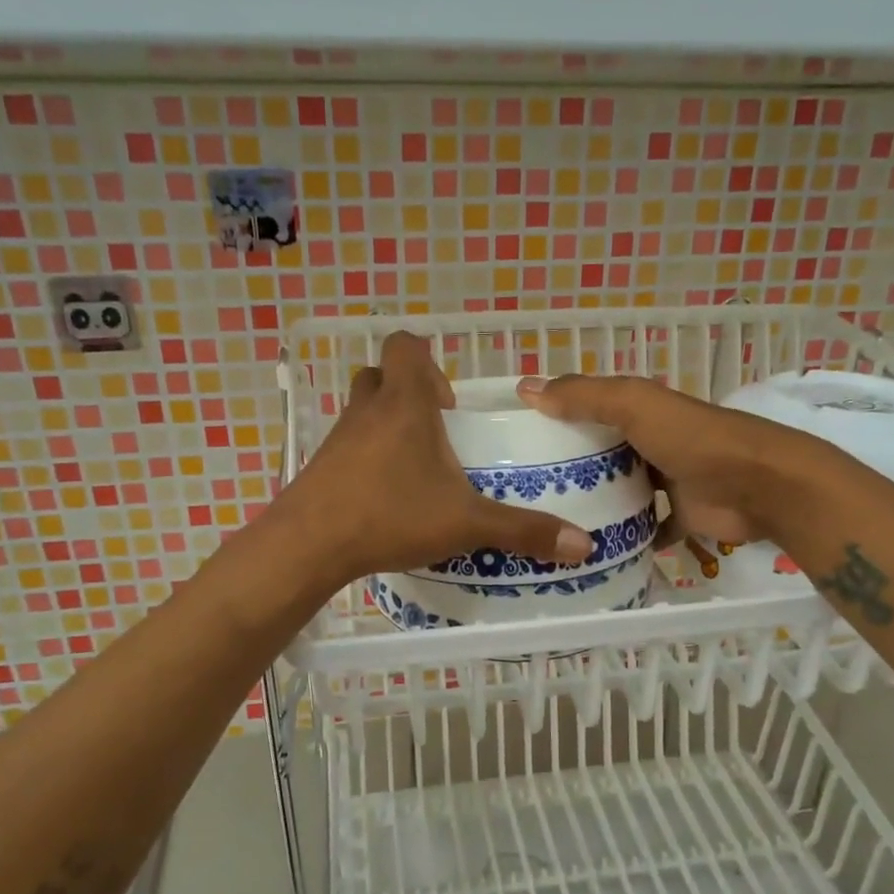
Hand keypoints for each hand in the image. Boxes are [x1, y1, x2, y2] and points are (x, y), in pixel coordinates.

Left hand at [278, 333, 593, 582]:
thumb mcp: (466, 523)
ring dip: (386, 426)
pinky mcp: (319, 467)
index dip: (428, 361)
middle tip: (435, 433)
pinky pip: (346, 447)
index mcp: (405, 404)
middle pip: (381, 376)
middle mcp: (367, 411)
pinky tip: (385, 497)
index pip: (406, 347)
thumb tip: (583, 546)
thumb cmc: (391, 515)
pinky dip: (366, 459)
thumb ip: (523, 529)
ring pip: (361, 411)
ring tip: (415, 469)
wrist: (310, 545)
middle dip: (408, 394)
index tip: (449, 404)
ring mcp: (337, 438)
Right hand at [516, 373, 798, 545]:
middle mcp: (652, 442)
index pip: (590, 409)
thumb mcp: (634, 406)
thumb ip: (584, 396)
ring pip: (624, 492)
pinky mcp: (682, 517)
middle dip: (571, 467)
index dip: (557, 419)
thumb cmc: (692, 440)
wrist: (760, 486)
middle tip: (525, 492)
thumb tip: (525, 388)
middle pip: (604, 453)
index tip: (518, 441)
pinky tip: (595, 551)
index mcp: (641, 411)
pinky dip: (628, 539)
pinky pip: (647, 529)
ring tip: (551, 523)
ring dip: (597, 504)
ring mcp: (669, 482)